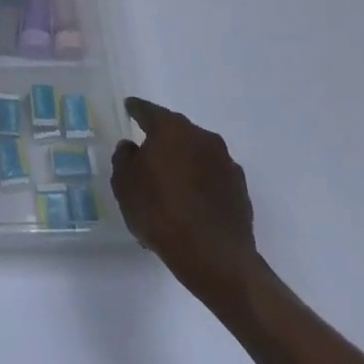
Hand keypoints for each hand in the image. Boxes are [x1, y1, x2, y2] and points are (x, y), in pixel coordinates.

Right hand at [110, 98, 267, 307]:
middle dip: (162, 138)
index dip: (136, 109)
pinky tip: (190, 202)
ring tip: (169, 184)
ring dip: (183, 162)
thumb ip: (124, 158)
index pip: (148, 111)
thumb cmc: (160, 212)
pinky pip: (211, 177)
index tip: (129, 106)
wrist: (213, 256)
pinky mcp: (239, 189)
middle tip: (148, 151)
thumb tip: (132, 147)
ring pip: (196, 154)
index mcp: (171, 129)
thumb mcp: (124, 184)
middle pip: (176, 131)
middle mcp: (202, 137)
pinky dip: (199, 182)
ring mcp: (225, 163)